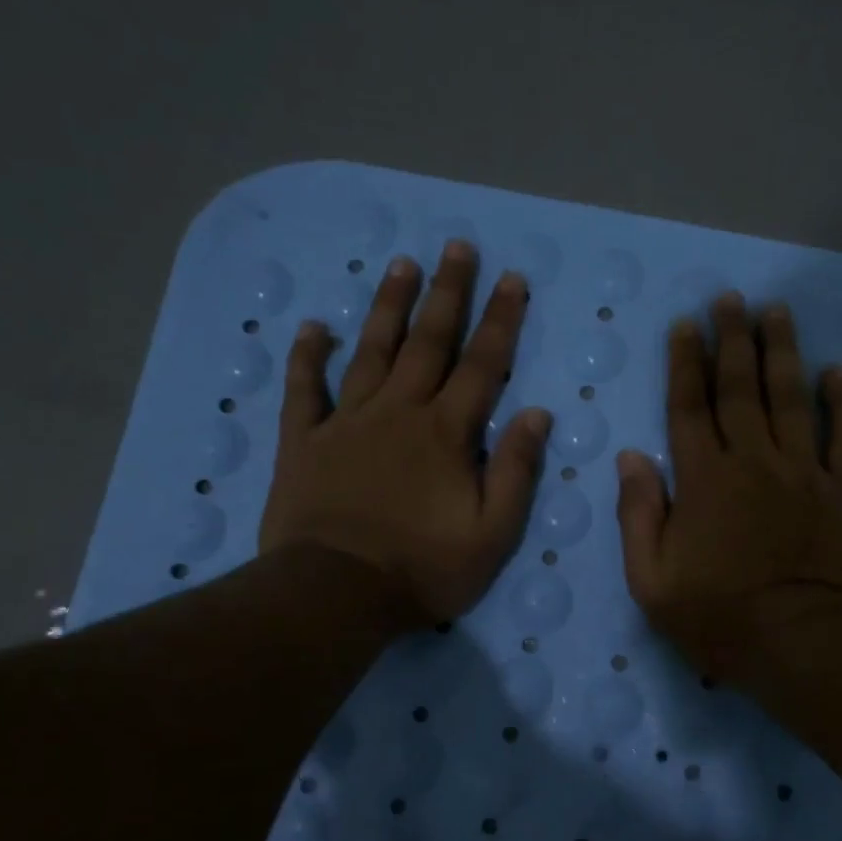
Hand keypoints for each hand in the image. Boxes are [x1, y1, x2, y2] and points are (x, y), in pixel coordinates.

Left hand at [260, 240, 552, 626]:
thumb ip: (516, 471)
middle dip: (448, 293)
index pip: (483, 365)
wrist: (336, 594)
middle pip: (428, 342)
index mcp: (446, 433)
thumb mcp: (493, 533)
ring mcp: (346, 423)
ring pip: (371, 351)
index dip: (501, 320)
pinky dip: (308, 356)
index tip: (512, 279)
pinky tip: (314, 327)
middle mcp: (398, 413)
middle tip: (457, 246)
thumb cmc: (423, 569)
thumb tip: (537, 414)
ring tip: (401, 265)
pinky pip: (304, 389)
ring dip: (388, 307)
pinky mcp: (303, 442)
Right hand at [616, 294, 841, 682]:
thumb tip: (632, 458)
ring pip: (791, 398)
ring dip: (782, 351)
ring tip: (776, 311)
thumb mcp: (652, 581)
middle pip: (740, 388)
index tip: (685, 324)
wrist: (804, 645)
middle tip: (730, 299)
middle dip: (732, 339)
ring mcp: (804, 472)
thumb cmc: (719, 619)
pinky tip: (836, 373)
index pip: (689, 407)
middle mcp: (753, 461)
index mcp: (703, 479)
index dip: (685, 362)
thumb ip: (638, 515)